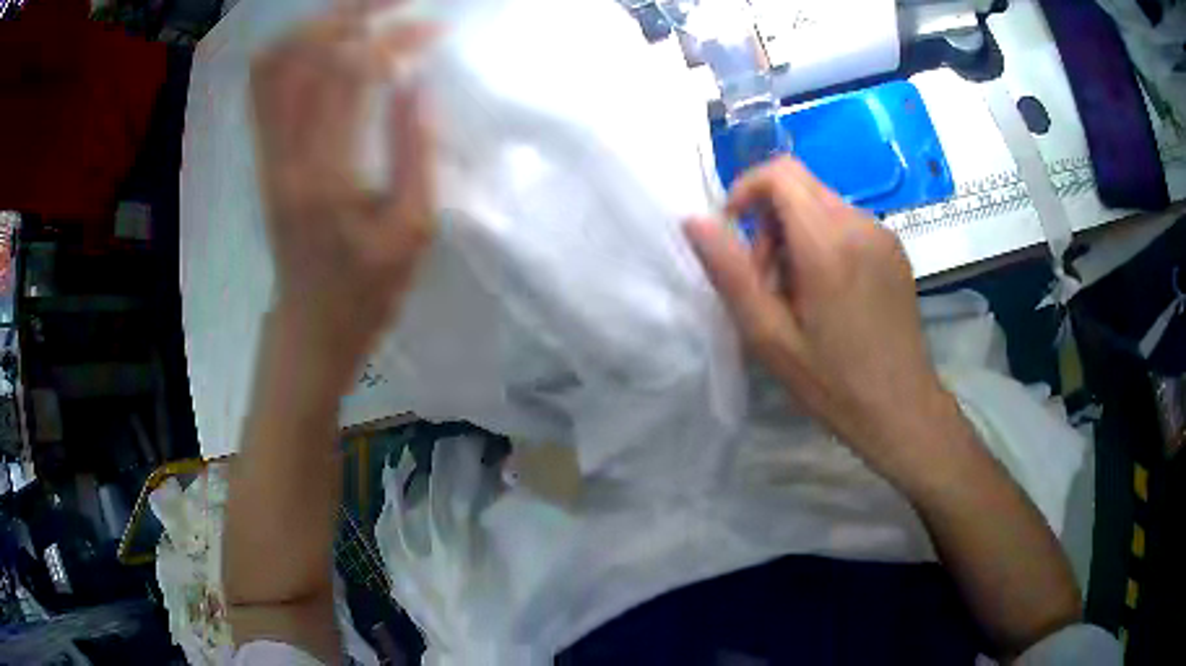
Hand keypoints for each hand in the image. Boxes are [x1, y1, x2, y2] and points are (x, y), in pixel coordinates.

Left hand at [250, 3, 434, 389]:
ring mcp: (266, 154)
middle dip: (355, 13)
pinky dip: (293, 50)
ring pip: (274, 64)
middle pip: (303, 54)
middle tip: (399, 4)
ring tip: (363, 15)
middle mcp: (284, 156)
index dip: (393, 40)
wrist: (309, 329)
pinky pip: (264, 87)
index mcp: (324, 178)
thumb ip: (418, 153)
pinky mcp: (263, 157)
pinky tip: (327, 44)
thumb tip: (417, 83)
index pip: (349, 75)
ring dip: (319, 26)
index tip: (434, 30)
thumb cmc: (367, 293)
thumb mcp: (413, 234)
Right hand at [685, 157, 949, 478]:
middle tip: (768, 284)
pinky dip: (824, 243)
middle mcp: (861, 224)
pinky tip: (829, 295)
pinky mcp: (895, 249)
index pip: (780, 174)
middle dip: (770, 223)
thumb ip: (730, 272)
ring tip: (798, 297)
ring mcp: (883, 235)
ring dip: (796, 237)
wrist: (902, 410)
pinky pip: (847, 224)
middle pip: (800, 187)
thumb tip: (694, 221)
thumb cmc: (833, 383)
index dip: (746, 190)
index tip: (735, 233)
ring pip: (822, 205)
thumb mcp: (769, 337)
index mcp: (829, 243)